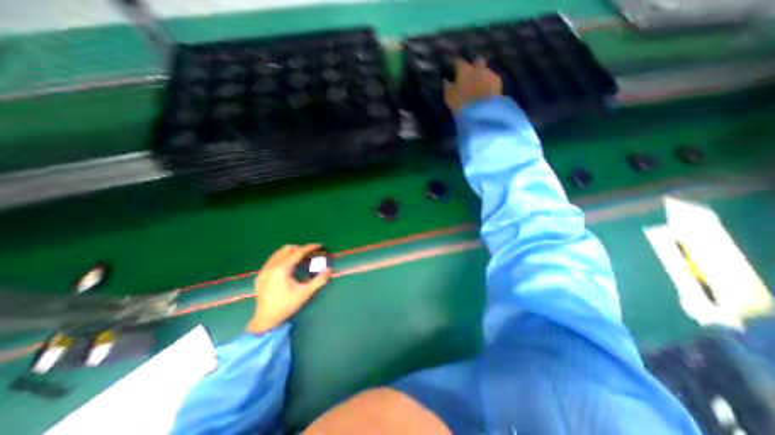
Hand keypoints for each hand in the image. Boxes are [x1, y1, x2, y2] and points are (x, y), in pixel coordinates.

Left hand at [246, 245, 331, 332]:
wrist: (265, 320)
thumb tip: (329, 269)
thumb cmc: (286, 305)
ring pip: (279, 252)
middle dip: (301, 248)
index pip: (297, 252)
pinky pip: (273, 259)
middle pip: (287, 249)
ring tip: (301, 257)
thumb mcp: (305, 293)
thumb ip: (319, 280)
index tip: (319, 246)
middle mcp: (271, 266)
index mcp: (281, 269)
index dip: (309, 247)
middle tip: (311, 253)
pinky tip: (289, 265)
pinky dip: (283, 257)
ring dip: (291, 251)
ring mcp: (264, 269)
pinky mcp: (260, 274)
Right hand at [445, 57, 505, 113]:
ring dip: (481, 76)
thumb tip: (447, 80)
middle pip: (476, 62)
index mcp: (464, 70)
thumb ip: (448, 87)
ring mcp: (489, 73)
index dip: (456, 66)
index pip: (459, 62)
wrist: (482, 111)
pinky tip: (486, 91)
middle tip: (469, 76)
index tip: (454, 72)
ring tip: (478, 86)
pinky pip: (492, 79)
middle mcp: (478, 67)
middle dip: (473, 67)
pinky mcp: (498, 82)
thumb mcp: (449, 97)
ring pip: (484, 70)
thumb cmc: (461, 104)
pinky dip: (488, 83)